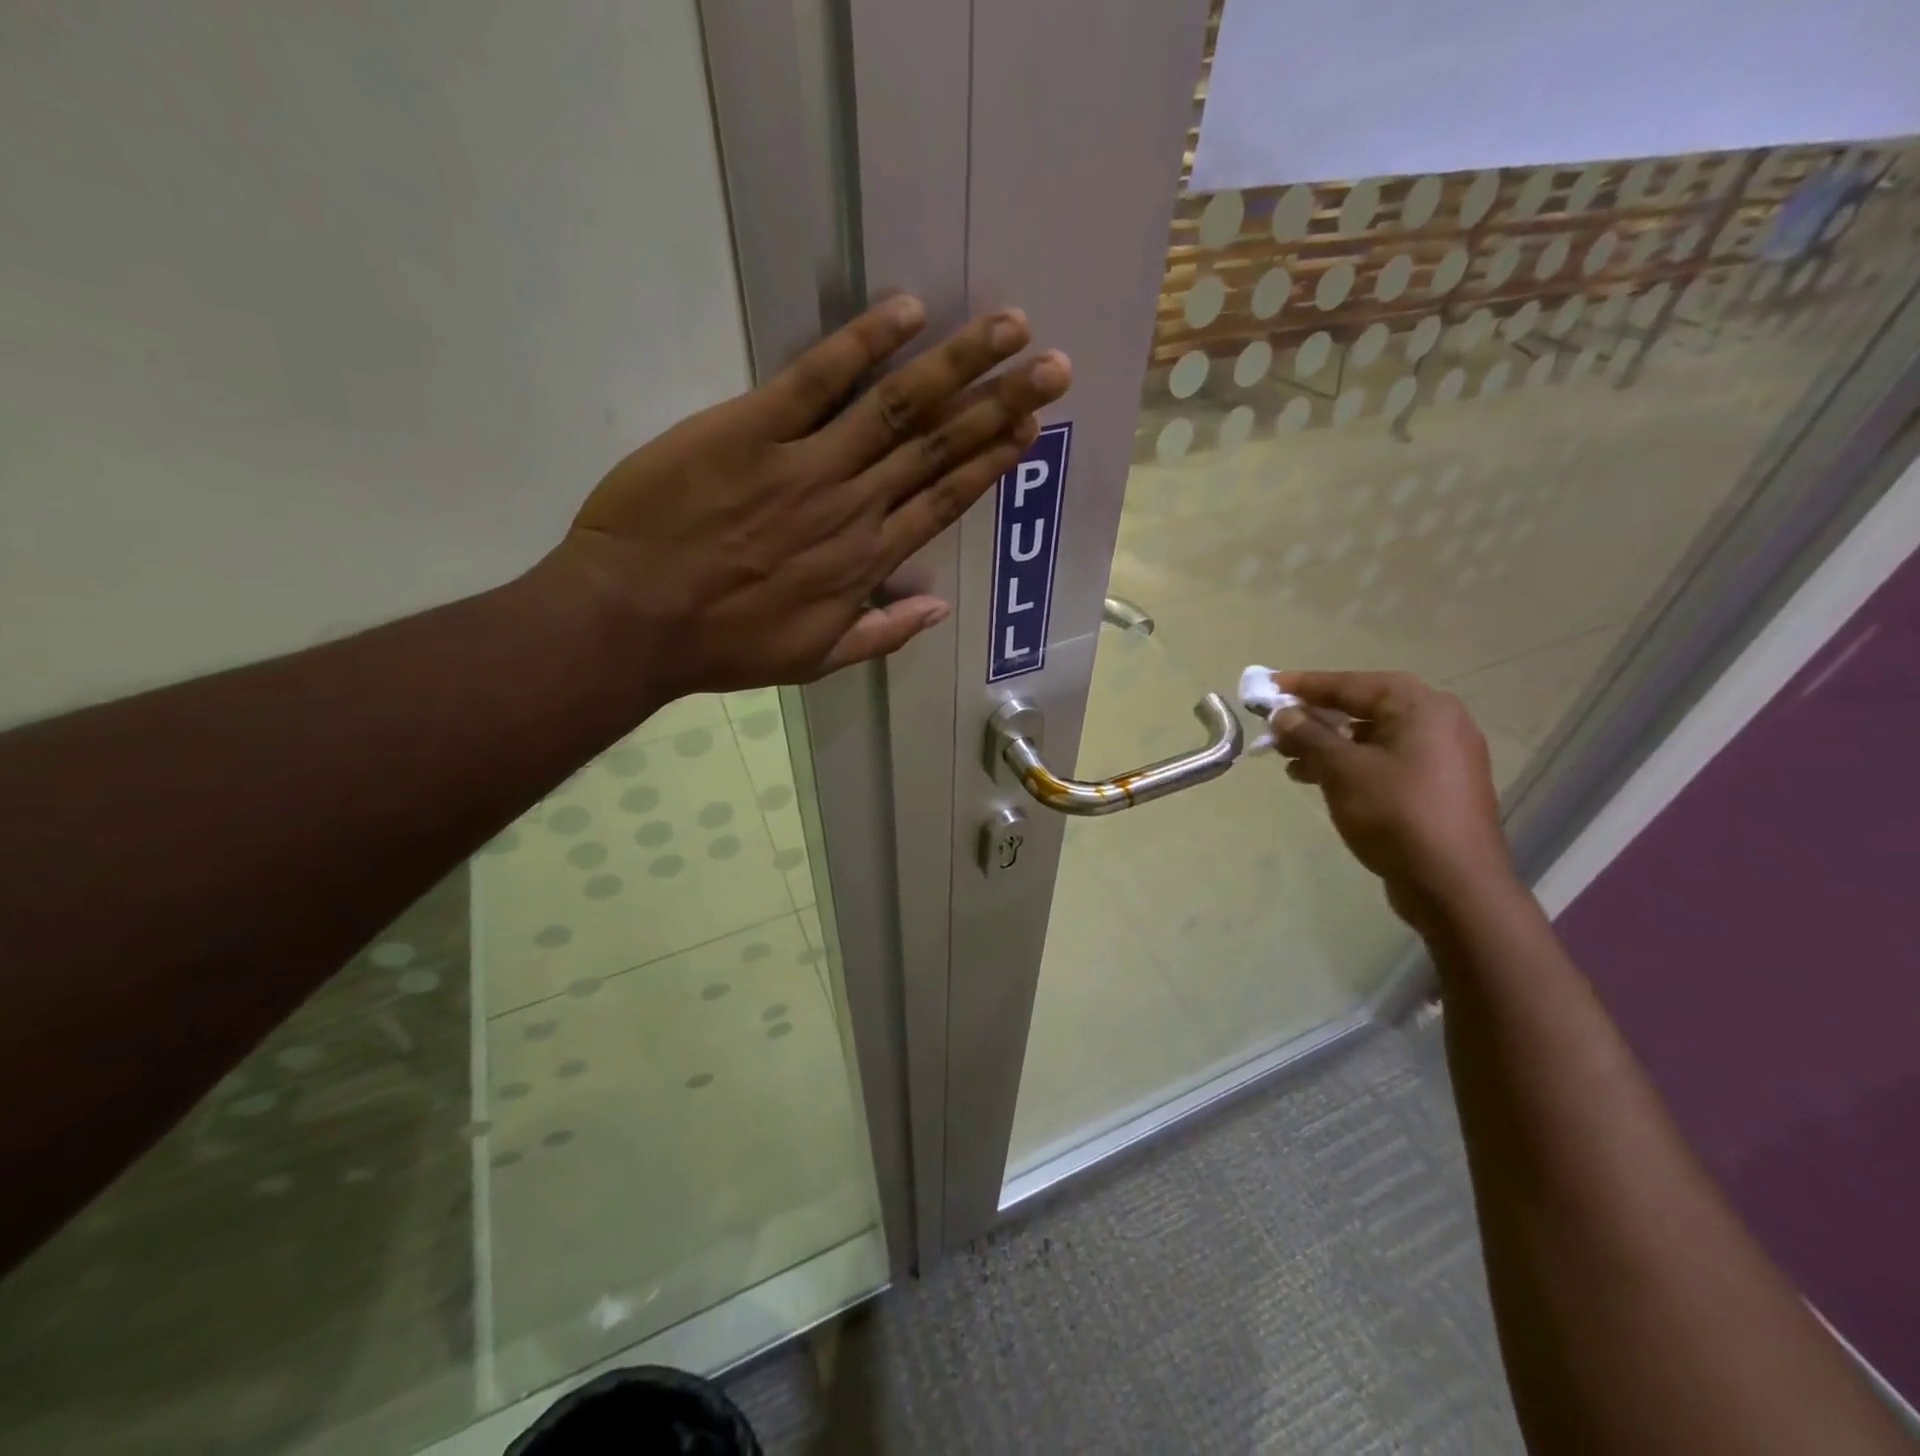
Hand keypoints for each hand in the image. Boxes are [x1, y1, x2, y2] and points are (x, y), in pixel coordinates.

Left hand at [550, 296, 1070, 695]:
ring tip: (1010, 330)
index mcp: (866, 561)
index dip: (991, 463)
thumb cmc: (723, 645)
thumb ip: (882, 633)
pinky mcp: (751, 429)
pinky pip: (817, 379)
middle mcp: (853, 507)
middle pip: (940, 447)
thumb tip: (939, 610)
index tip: (1030, 429)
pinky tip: (907, 312)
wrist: (633, 619)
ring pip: (898, 407)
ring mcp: (806, 464)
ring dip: (959, 364)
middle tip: (1054, 366)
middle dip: (1001, 404)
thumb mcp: (814, 660)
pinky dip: (863, 344)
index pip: (944, 501)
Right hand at [1269, 671, 1516, 931]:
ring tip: (1289, 759)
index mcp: (1421, 707)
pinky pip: (1385, 760)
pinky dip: (1351, 764)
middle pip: (1364, 708)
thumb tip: (1282, 714)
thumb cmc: (1396, 814)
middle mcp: (1438, 722)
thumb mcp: (1342, 770)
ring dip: (1328, 744)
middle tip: (1276, 727)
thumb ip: (1308, 735)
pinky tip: (1318, 780)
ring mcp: (1442, 755)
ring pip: (1372, 737)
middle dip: (1316, 718)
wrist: (1453, 884)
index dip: (1306, 685)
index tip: (1268, 686)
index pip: (1352, 684)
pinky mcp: (1437, 785)